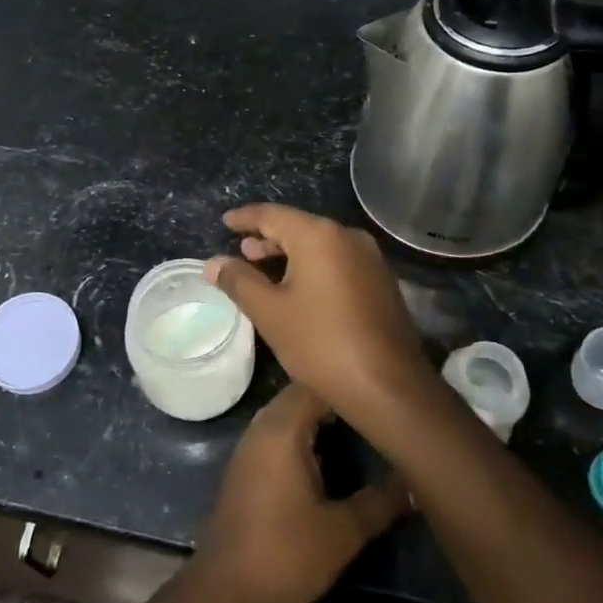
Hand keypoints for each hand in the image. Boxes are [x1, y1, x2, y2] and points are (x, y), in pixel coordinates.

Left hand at [187, 384, 409, 602]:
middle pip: (304, 394)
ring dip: (324, 417)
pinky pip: (282, 433)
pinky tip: (335, 453)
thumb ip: (381, 500)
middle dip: (341, 398)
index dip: (353, 384)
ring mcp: (252, 445)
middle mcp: (263, 426)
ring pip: (292, 414)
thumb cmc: (285, 556)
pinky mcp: (249, 466)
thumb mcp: (343, 531)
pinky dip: (308, 434)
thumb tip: (414, 479)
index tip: (388, 391)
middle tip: (383, 409)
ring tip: (366, 426)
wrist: (224, 594)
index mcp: (283, 428)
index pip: (319, 384)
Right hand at [204, 204, 439, 425]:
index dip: (245, 218)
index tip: (225, 221)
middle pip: (299, 227)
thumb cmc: (321, 344)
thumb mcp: (270, 312)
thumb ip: (239, 281)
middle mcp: (348, 237)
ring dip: (290, 254)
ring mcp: (370, 259)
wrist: (389, 387)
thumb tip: (214, 263)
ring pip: (320, 246)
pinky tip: (298, 288)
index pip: (272, 215)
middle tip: (241, 250)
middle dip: (267, 238)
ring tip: (264, 268)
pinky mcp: (380, 282)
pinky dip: (312, 267)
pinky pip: (337, 262)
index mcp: (319, 235)